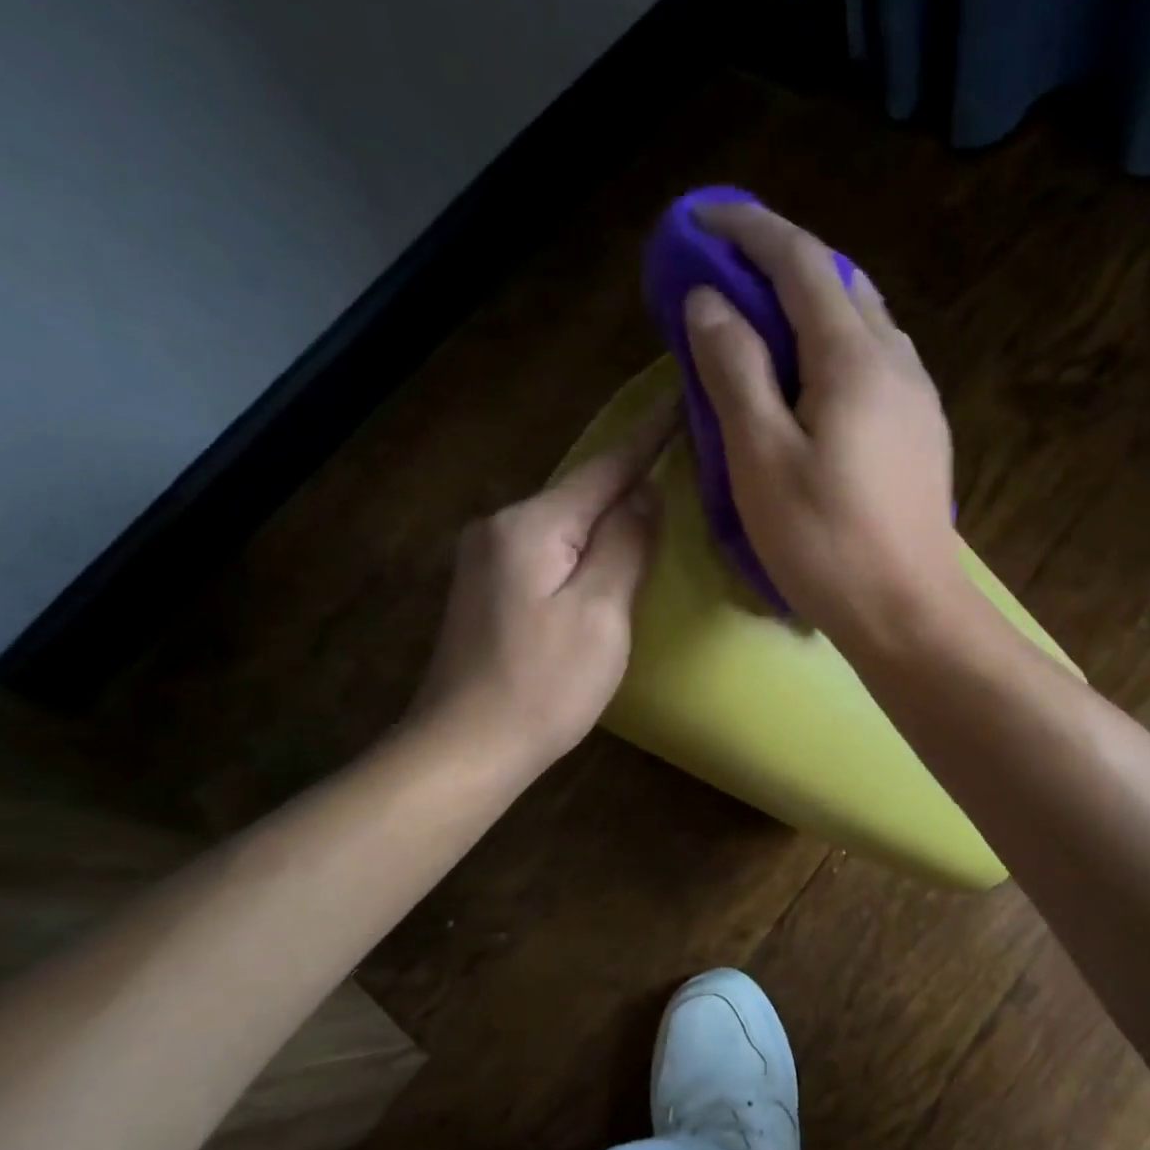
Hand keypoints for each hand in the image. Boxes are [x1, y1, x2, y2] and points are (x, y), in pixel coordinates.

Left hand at [407, 400, 673, 768]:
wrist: (467, 746)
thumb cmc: (545, 683)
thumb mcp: (600, 613)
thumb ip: (625, 544)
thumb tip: (646, 492)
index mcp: (532, 526)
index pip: (604, 470)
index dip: (648, 438)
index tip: (682, 402)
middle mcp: (501, 527)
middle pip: (580, 493)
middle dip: (629, 478)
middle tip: (682, 458)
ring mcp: (487, 559)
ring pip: (564, 524)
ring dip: (607, 515)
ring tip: (654, 503)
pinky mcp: (487, 590)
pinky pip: (547, 550)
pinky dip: (583, 546)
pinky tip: (605, 554)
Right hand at [682, 201, 964, 644]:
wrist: (909, 613)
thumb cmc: (826, 544)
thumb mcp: (761, 459)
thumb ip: (735, 371)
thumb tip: (711, 302)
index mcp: (854, 358)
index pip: (800, 261)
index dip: (748, 229)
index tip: (699, 218)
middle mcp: (897, 361)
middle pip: (839, 284)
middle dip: (781, 264)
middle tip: (728, 277)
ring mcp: (919, 399)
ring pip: (864, 324)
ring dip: (813, 308)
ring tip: (766, 328)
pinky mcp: (924, 435)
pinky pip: (878, 365)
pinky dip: (837, 350)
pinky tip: (814, 385)